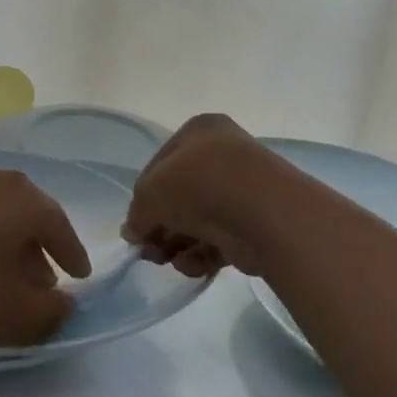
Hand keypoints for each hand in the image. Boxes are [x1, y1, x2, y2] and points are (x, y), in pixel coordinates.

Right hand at [123, 114, 279, 277]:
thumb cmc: (198, 184)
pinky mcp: (256, 224)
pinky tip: (193, 266)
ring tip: (168, 261)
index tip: (135, 227)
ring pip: (199, 221)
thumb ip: (137, 214)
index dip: (143, 198)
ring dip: (178, 244)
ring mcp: (243, 189)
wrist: (262, 211)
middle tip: (149, 252)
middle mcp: (223, 154)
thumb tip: (134, 232)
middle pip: (180, 196)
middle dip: (161, 227)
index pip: (159, 165)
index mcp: (200, 131)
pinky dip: (203, 254)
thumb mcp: (150, 193)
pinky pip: (221, 239)